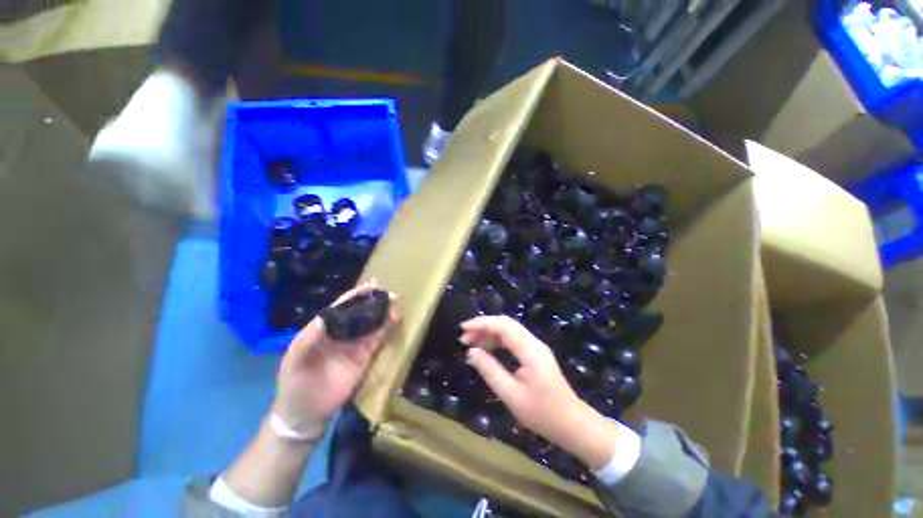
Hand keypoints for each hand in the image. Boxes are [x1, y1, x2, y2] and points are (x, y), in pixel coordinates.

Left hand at [272, 283, 397, 439]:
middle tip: (390, 294)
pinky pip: (377, 340)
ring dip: (384, 314)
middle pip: (360, 313)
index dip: (356, 296)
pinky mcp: (365, 357)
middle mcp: (341, 333)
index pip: (341, 307)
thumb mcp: (296, 358)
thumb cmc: (295, 383)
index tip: (371, 286)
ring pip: (372, 325)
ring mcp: (354, 345)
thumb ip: (311, 336)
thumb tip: (329, 314)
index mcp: (323, 329)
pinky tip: (394, 320)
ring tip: (396, 304)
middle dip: (374, 302)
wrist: (305, 413)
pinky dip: (386, 329)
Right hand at [460, 315, 621, 469]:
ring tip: (472, 345)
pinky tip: (488, 351)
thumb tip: (471, 352)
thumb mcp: (511, 395)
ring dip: (490, 333)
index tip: (463, 329)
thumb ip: (490, 371)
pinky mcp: (535, 353)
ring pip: (509, 330)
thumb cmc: (542, 413)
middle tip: (465, 339)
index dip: (482, 323)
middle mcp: (533, 342)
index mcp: (530, 350)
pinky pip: (513, 339)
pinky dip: (498, 341)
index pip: (503, 326)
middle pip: (506, 324)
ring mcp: (536, 347)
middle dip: (484, 327)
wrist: (572, 424)